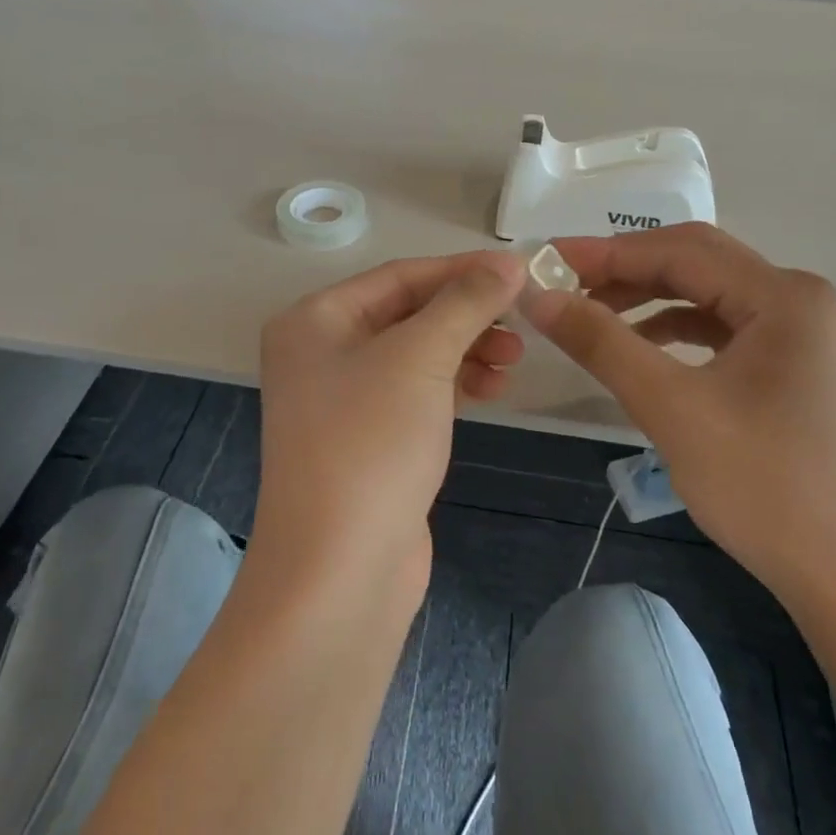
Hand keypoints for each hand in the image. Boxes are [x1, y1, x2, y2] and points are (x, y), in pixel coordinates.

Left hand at [255, 251, 526, 600]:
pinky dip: (454, 384)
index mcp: (314, 320)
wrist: (339, 571)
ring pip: (416, 354)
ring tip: (512, 362)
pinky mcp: (367, 440)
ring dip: (466, 350)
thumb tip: (509, 262)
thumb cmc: (371, 443)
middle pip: (408, 314)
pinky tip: (491, 389)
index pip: (399, 276)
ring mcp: (342, 400)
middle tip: (521, 325)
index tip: (519, 273)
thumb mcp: (420, 358)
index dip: (461, 271)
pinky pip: (416, 393)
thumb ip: (466, 302)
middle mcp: (320, 353)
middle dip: (466, 315)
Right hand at [523, 225, 835, 602]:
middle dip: (626, 269)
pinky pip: (722, 327)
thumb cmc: (763, 486)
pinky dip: (674, 328)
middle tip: (564, 283)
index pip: (679, 252)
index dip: (606, 252)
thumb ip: (601, 342)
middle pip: (696, 262)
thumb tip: (538, 296)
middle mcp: (798, 299)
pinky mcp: (792, 365)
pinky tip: (639, 346)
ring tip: (591, 313)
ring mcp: (800, 333)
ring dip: (647, 298)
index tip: (547, 260)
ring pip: (707, 294)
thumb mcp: (671, 408)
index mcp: (783, 296)